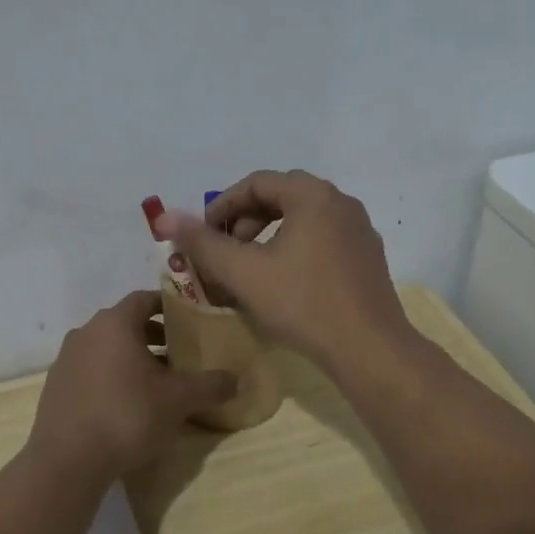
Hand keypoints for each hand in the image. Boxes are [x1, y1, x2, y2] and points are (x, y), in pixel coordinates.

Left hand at [28, 291, 236, 480]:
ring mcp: (66, 360)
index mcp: (114, 323)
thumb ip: (210, 385)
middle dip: (154, 336)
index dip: (169, 307)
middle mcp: (86, 332)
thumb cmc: (127, 416)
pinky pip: (90, 371)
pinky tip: (126, 405)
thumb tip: (237, 379)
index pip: (145, 299)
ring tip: (156, 383)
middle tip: (180, 356)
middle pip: (126, 324)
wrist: (66, 462)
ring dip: (132, 358)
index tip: (190, 322)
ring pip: (107, 348)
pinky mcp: (55, 387)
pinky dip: (110, 377)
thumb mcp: (178, 401)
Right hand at [153, 170, 414, 373]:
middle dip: (244, 221)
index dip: (222, 206)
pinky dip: (294, 250)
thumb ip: (202, 243)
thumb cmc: (303, 304)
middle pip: (281, 197)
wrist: (370, 350)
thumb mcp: (244, 273)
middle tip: (224, 252)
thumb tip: (164, 216)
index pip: (257, 183)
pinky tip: (283, 284)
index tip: (202, 236)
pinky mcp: (368, 257)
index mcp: (313, 195)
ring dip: (268, 237)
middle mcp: (341, 202)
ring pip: (302, 220)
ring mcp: (359, 230)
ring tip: (249, 269)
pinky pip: (322, 239)